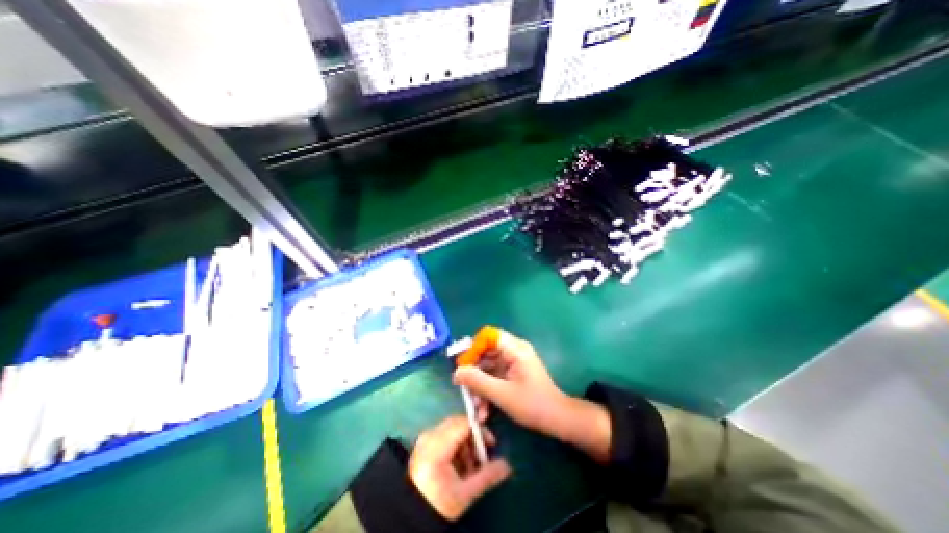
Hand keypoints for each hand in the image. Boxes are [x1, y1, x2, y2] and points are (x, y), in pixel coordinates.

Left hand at [409, 415, 511, 517]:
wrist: (412, 513)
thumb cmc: (438, 504)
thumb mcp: (465, 494)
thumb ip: (486, 476)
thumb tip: (507, 466)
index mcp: (437, 447)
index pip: (463, 424)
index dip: (480, 430)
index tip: (491, 443)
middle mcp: (430, 436)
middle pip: (458, 424)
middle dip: (473, 438)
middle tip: (482, 456)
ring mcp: (426, 437)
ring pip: (453, 428)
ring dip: (466, 442)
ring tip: (470, 465)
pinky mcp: (425, 441)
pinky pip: (446, 433)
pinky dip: (456, 444)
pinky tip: (459, 463)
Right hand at [453, 328, 614, 460]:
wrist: (557, 420)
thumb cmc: (532, 404)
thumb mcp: (502, 394)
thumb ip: (477, 381)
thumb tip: (456, 372)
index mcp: (514, 349)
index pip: (488, 335)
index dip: (474, 348)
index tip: (464, 366)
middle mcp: (514, 350)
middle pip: (486, 351)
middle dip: (474, 371)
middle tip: (464, 388)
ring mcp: (514, 362)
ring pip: (488, 366)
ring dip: (480, 385)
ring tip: (476, 407)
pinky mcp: (513, 373)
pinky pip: (495, 375)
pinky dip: (488, 389)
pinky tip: (484, 409)